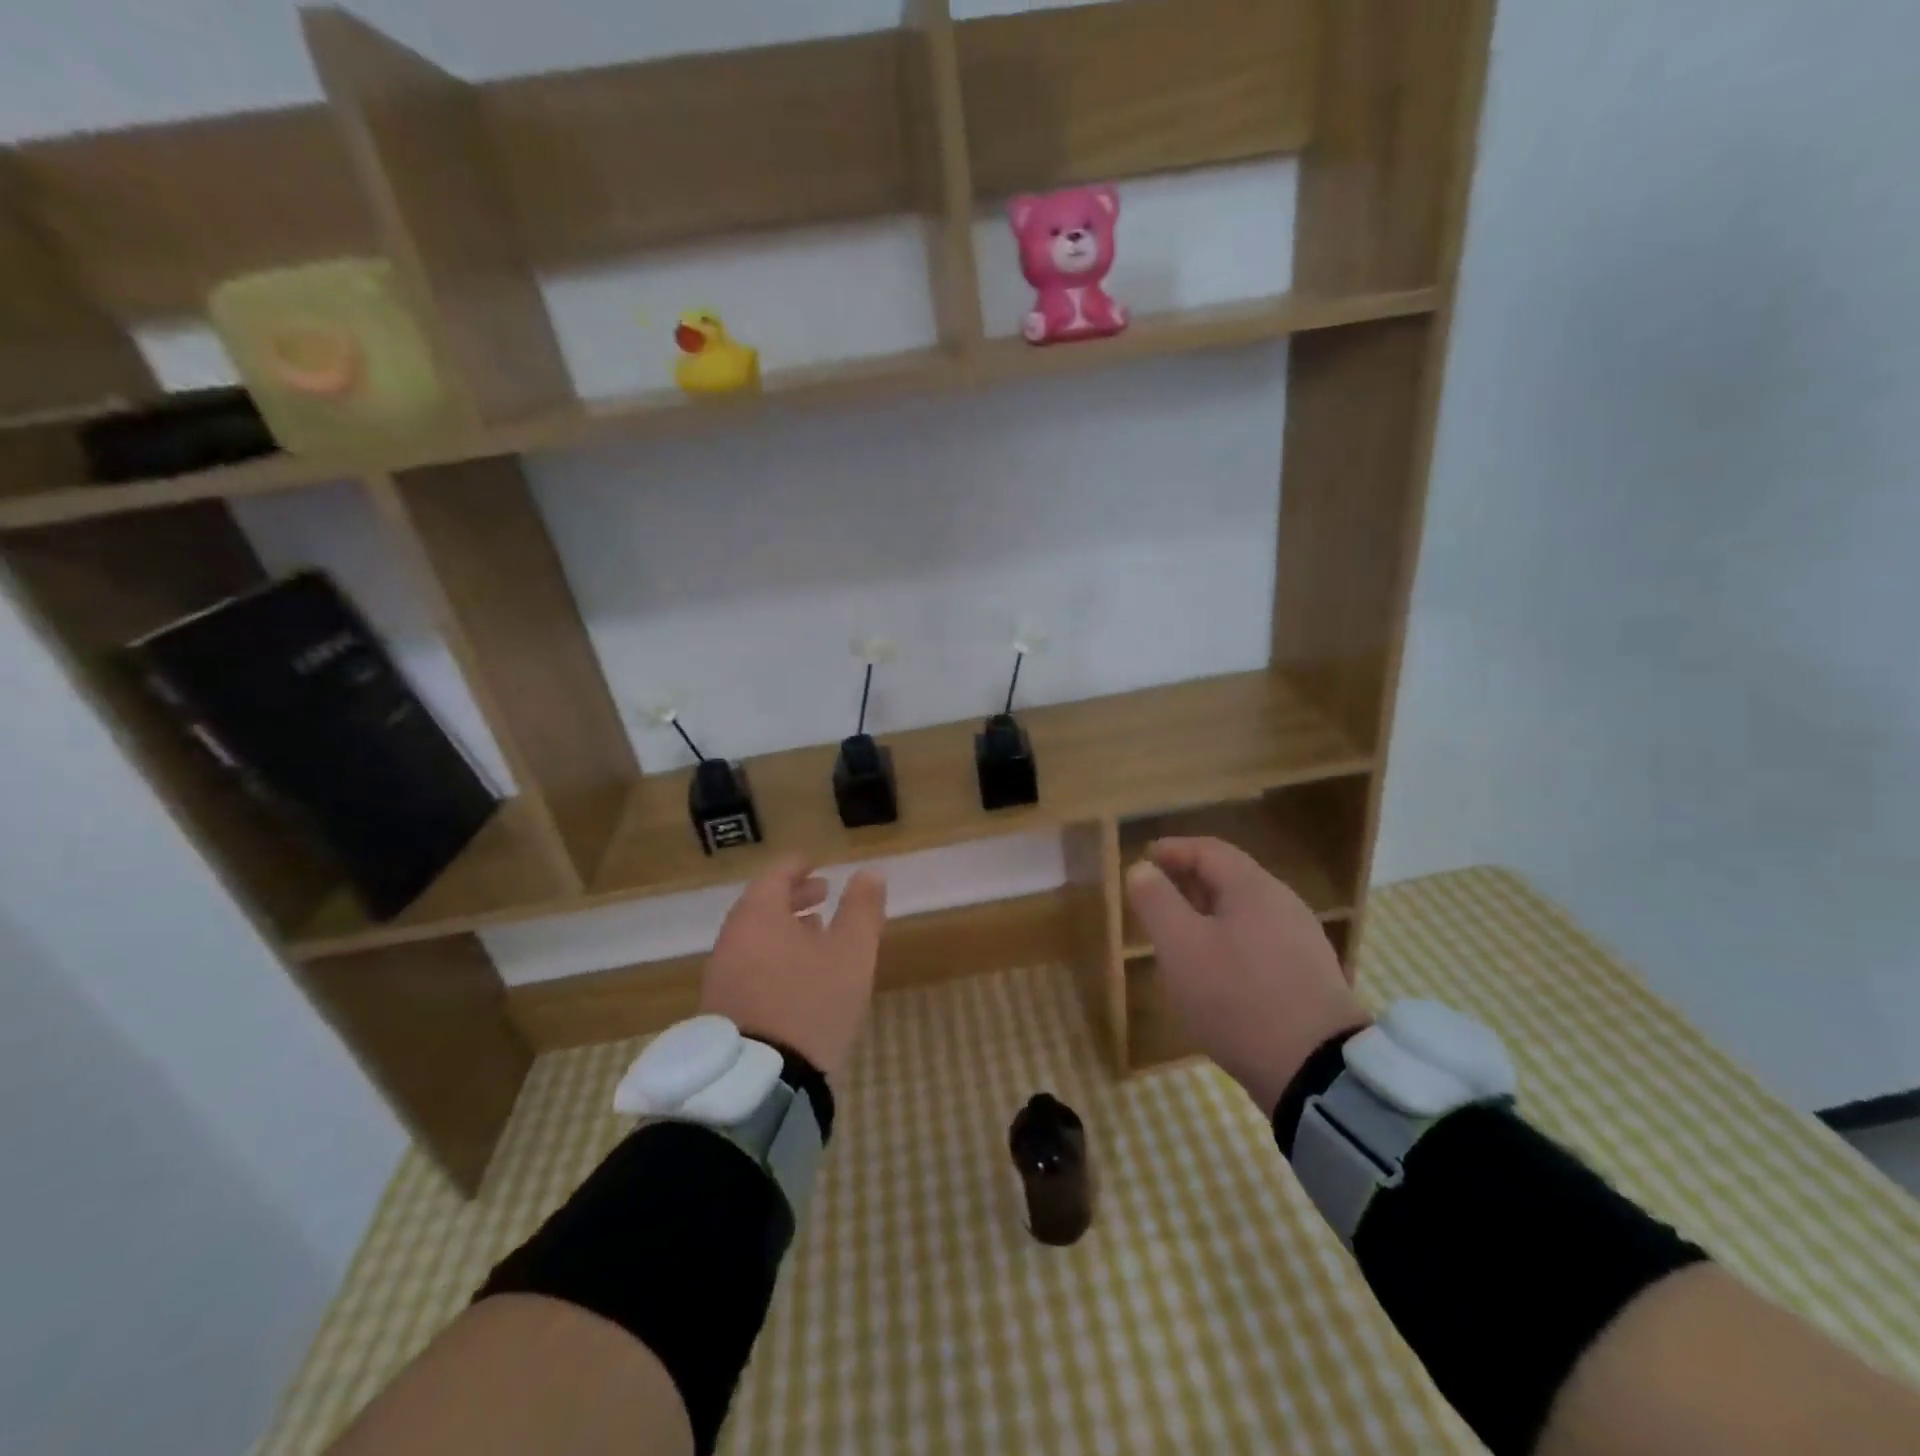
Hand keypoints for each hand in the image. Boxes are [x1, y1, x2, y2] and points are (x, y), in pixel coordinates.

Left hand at [699, 855, 887, 1084]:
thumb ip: (862, 909)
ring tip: (815, 932)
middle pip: (762, 904)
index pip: (776, 874)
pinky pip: (748, 964)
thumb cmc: (811, 1002)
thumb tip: (870, 873)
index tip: (817, 864)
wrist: (761, 1081)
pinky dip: (773, 954)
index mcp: (759, 915)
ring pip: (755, 936)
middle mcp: (732, 939)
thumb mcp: (851, 952)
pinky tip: (796, 974)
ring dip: (784, 927)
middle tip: (823, 894)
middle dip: (794, 896)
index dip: (798, 866)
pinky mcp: (721, 1008)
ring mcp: (721, 975)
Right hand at [1125, 837, 1367, 1115]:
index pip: (1209, 850)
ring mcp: (1303, 941)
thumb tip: (1142, 869)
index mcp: (1253, 888)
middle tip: (1157, 895)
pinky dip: (1231, 940)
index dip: (1174, 849)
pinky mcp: (1310, 977)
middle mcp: (1284, 904)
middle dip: (1190, 880)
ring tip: (1181, 934)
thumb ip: (1156, 901)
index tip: (1145, 858)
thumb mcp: (1180, 946)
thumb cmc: (1237, 996)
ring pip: (1247, 912)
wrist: (1315, 1070)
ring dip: (1209, 913)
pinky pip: (1262, 941)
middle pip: (1231, 877)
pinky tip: (1218, 970)